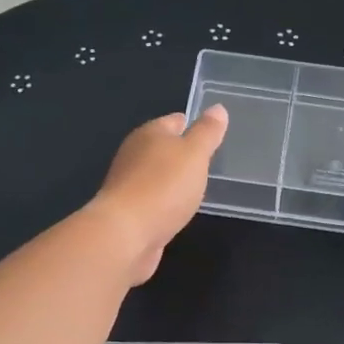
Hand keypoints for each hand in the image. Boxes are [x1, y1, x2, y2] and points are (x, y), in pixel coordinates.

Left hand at [89, 106, 228, 283]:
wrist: (125, 234)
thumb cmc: (163, 187)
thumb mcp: (194, 154)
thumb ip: (207, 132)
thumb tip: (218, 108)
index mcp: (149, 134)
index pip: (176, 120)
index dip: (195, 125)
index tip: (214, 135)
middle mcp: (135, 154)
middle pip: (164, 148)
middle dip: (184, 154)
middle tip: (210, 163)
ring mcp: (129, 184)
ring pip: (158, 175)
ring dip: (174, 180)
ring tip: (198, 187)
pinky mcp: (129, 212)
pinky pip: (154, 200)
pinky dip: (166, 202)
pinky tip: (179, 210)